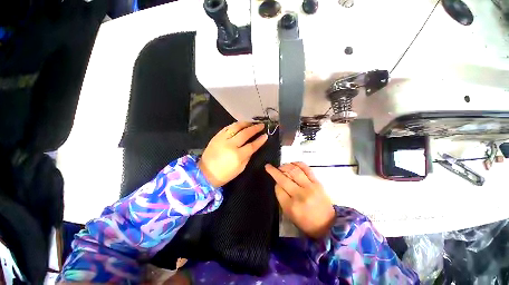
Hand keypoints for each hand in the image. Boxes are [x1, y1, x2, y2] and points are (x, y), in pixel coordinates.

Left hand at [198, 122, 267, 187]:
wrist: (205, 173)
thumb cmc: (225, 174)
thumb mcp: (240, 168)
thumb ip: (248, 157)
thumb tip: (253, 147)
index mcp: (237, 155)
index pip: (252, 145)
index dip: (260, 140)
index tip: (266, 135)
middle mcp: (230, 145)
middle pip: (245, 133)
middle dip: (255, 128)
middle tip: (261, 125)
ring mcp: (222, 139)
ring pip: (235, 127)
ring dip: (245, 123)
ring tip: (251, 122)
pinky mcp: (216, 136)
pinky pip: (227, 128)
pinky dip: (235, 125)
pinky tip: (240, 124)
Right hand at [265, 162, 334, 238]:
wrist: (328, 224)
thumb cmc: (306, 222)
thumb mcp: (289, 214)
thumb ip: (282, 198)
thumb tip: (278, 183)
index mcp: (291, 206)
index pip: (278, 189)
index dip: (275, 183)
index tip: (275, 182)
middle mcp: (300, 195)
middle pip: (283, 178)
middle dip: (274, 171)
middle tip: (270, 167)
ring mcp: (310, 187)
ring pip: (294, 171)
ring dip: (285, 166)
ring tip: (281, 166)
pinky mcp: (317, 182)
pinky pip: (306, 169)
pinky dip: (298, 163)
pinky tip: (292, 163)